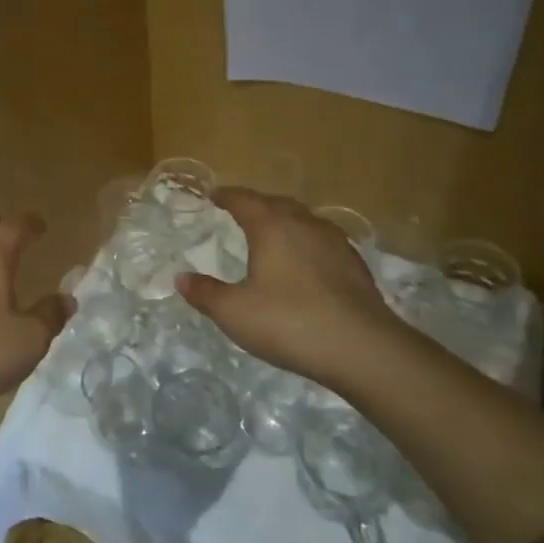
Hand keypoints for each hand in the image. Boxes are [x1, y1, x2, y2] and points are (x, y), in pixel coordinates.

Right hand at [177, 187, 405, 388]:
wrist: (362, 348)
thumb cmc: (289, 322)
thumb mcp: (234, 313)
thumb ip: (205, 293)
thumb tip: (181, 278)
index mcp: (272, 226)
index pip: (244, 200)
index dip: (226, 196)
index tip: (213, 195)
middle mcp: (304, 224)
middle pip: (276, 203)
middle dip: (256, 204)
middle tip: (240, 211)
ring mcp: (335, 242)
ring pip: (304, 219)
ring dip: (284, 220)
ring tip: (272, 233)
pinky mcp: (355, 265)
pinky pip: (323, 241)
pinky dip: (306, 242)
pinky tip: (305, 262)